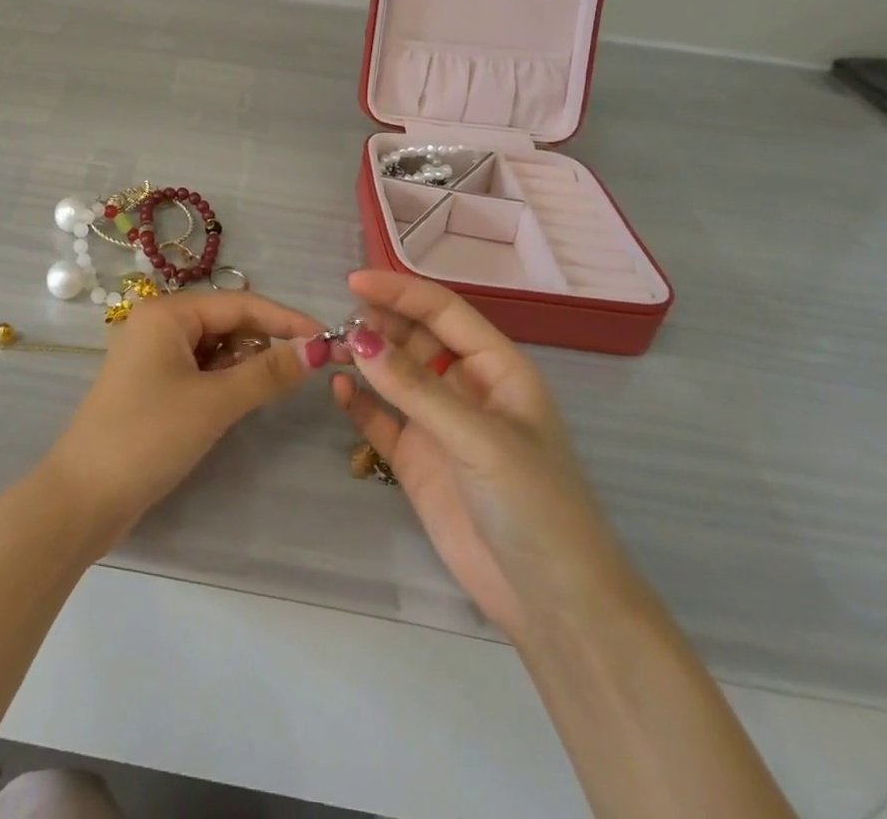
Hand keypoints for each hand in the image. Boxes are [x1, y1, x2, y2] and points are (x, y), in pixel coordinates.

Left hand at [46, 291, 322, 540]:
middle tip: (306, 367)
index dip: (285, 319)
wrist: (84, 497)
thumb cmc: (149, 436)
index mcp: (166, 312)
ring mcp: (152, 355)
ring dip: (245, 362)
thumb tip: (318, 349)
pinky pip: (199, 369)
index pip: (239, 303)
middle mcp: (157, 324)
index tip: (327, 338)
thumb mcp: (214, 402)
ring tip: (274, 386)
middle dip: (264, 341)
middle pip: (225, 321)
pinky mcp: (152, 385)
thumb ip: (267, 372)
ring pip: (213, 347)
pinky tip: (241, 398)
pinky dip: (224, 379)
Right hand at [331, 270, 633, 639]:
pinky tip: (338, 390)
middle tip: (340, 325)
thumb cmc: (535, 506)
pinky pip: (379, 418)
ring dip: (365, 358)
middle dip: (379, 324)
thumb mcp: (479, 439)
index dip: (401, 291)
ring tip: (331, 351)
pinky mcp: (416, 458)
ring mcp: (439, 423)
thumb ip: (416, 389)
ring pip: (393, 373)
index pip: (443, 311)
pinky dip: (358, 402)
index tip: (354, 281)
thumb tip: (358, 340)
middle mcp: (465, 387)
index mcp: (497, 368)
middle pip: (414, 336)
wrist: (554, 605)